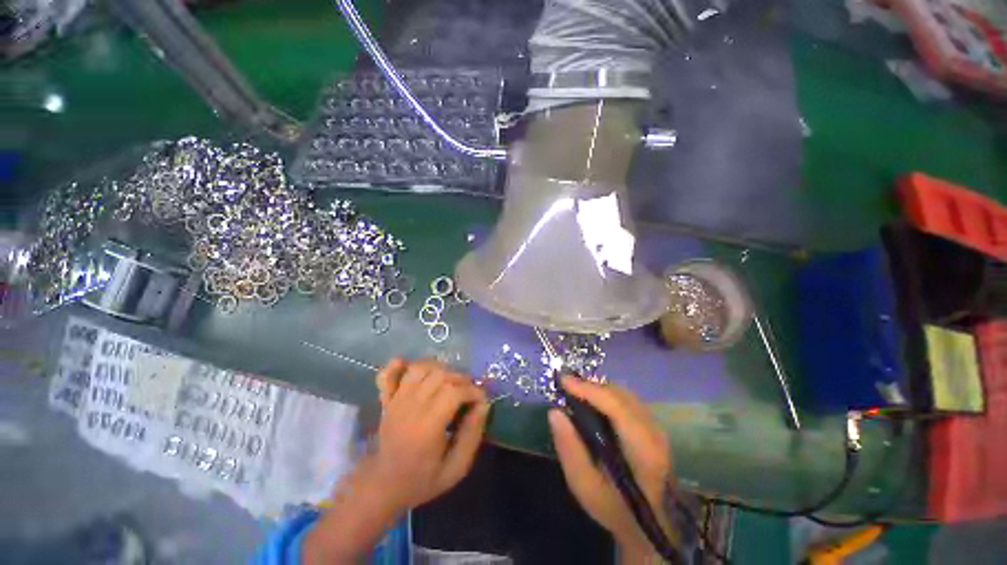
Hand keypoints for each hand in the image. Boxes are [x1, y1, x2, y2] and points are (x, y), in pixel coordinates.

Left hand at [371, 358, 489, 511]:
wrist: (382, 487)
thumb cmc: (421, 480)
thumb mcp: (455, 468)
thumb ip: (472, 436)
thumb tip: (484, 405)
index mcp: (427, 426)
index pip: (454, 392)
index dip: (473, 391)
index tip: (481, 401)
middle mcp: (410, 407)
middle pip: (439, 375)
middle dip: (461, 379)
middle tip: (468, 393)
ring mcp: (395, 401)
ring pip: (419, 368)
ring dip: (439, 369)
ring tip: (448, 382)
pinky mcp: (386, 399)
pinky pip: (388, 374)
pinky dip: (399, 366)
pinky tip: (412, 368)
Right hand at [548, 376, 673, 553]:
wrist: (650, 523)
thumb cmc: (615, 509)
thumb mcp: (584, 486)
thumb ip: (569, 449)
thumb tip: (555, 411)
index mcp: (643, 451)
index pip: (616, 407)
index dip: (589, 390)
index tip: (563, 381)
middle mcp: (654, 432)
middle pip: (621, 395)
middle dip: (591, 386)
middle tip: (566, 386)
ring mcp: (657, 427)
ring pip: (625, 394)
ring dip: (598, 389)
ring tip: (576, 392)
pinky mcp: (653, 425)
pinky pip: (627, 399)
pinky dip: (607, 395)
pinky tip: (593, 402)